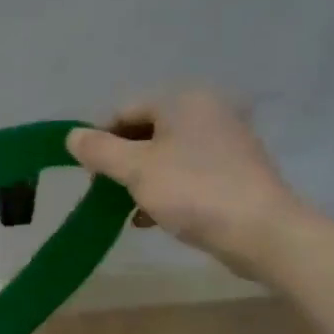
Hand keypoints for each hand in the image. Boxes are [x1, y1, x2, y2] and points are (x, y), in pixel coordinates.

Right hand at [67, 89, 305, 276]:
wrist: (261, 231)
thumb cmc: (193, 192)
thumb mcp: (135, 169)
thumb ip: (99, 150)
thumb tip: (72, 136)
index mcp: (184, 101)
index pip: (125, 111)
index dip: (100, 141)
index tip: (90, 175)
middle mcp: (208, 111)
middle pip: (146, 132)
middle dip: (121, 163)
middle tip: (106, 193)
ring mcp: (226, 141)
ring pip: (166, 155)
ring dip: (141, 180)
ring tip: (128, 210)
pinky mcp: (235, 171)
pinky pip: (187, 173)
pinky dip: (165, 190)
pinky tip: (151, 217)